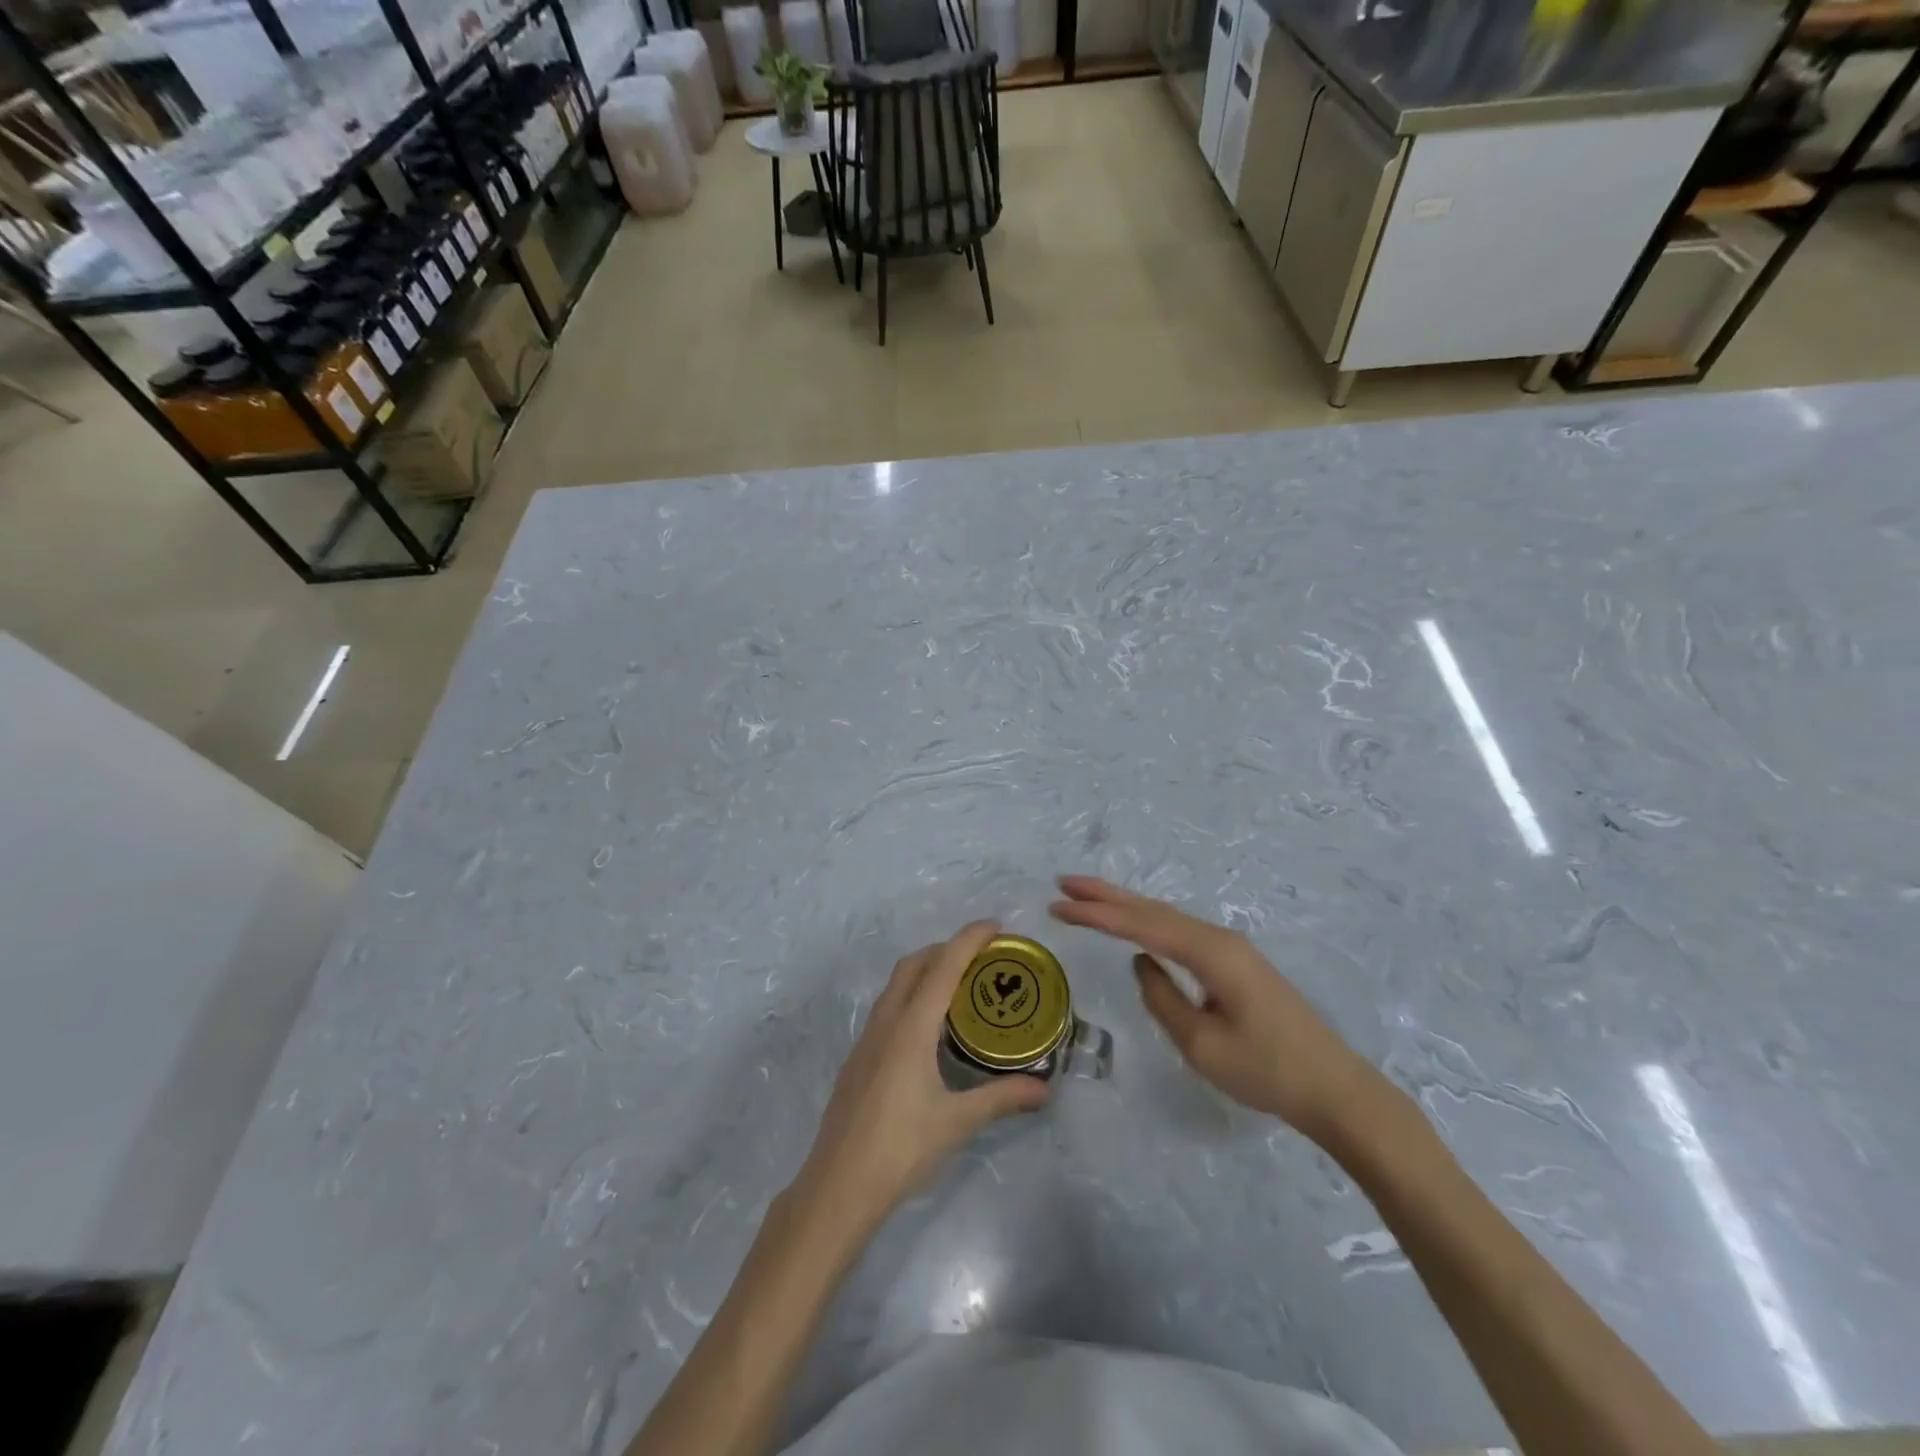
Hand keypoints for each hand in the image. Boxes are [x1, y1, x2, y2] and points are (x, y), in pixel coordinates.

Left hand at [794, 921, 1051, 1233]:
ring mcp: (867, 1039)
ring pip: (896, 985)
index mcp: (910, 1027)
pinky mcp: (858, 1058)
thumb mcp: (956, 1122)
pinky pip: (887, 1007)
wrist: (837, 1186)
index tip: (995, 925)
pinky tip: (928, 1028)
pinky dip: (912, 996)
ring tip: (959, 985)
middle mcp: (886, 1022)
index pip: (943, 966)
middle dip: (946, 949)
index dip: (969, 939)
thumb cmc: (900, 1149)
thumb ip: (1001, 1098)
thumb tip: (1045, 1089)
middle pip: (914, 965)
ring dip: (926, 970)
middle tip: (981, 957)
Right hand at [1050, 877, 1375, 1140]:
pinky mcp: (1235, 963)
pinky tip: (1134, 924)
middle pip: (1152, 909)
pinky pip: (1180, 932)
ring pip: (1166, 917)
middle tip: (1063, 883)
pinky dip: (1148, 923)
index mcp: (1210, 952)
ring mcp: (1230, 948)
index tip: (1058, 905)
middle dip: (1105, 895)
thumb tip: (1141, 963)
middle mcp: (1219, 938)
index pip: (1141, 925)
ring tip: (1086, 897)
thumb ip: (1162, 998)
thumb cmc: (1267, 1071)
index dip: (1097, 914)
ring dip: (1125, 906)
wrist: (1335, 1088)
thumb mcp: (1202, 1043)